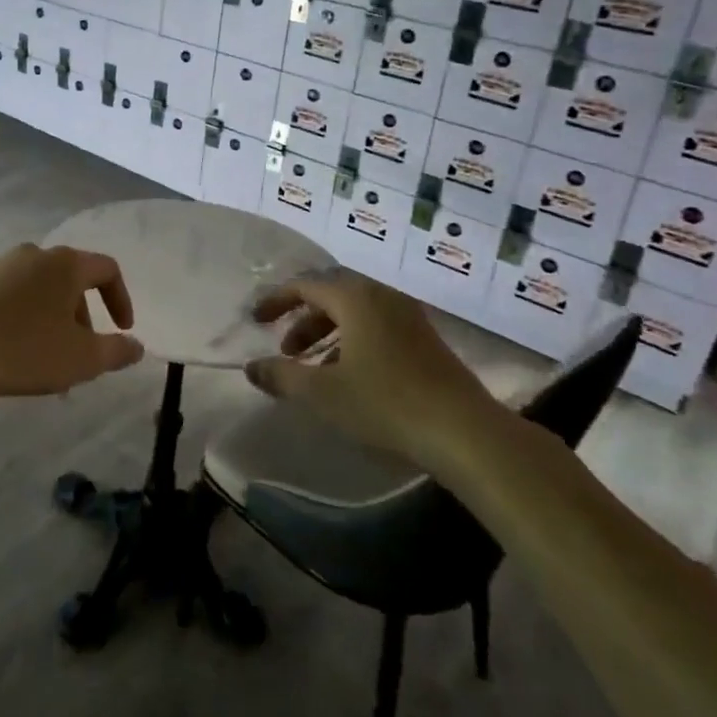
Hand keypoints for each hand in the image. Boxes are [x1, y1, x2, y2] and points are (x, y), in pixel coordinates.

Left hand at [0, 244, 143, 407]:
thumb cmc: (25, 352)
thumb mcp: (83, 359)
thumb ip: (117, 350)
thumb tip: (137, 346)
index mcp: (65, 263)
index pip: (107, 269)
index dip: (121, 299)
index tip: (122, 330)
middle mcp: (34, 253)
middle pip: (72, 280)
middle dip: (83, 317)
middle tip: (81, 354)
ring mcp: (0, 265)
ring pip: (41, 289)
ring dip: (54, 320)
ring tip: (49, 360)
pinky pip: (13, 295)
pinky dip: (26, 317)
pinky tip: (16, 350)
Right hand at [248, 268, 506, 477]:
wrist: (465, 431)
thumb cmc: (386, 403)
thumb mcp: (323, 393)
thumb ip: (282, 376)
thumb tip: (252, 367)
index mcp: (355, 297)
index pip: (305, 285)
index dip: (276, 300)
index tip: (256, 321)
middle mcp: (381, 296)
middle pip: (331, 295)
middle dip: (303, 319)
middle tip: (285, 348)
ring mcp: (407, 316)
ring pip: (355, 313)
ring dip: (327, 333)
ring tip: (312, 367)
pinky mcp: (424, 339)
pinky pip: (376, 326)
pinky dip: (352, 342)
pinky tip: (349, 377)